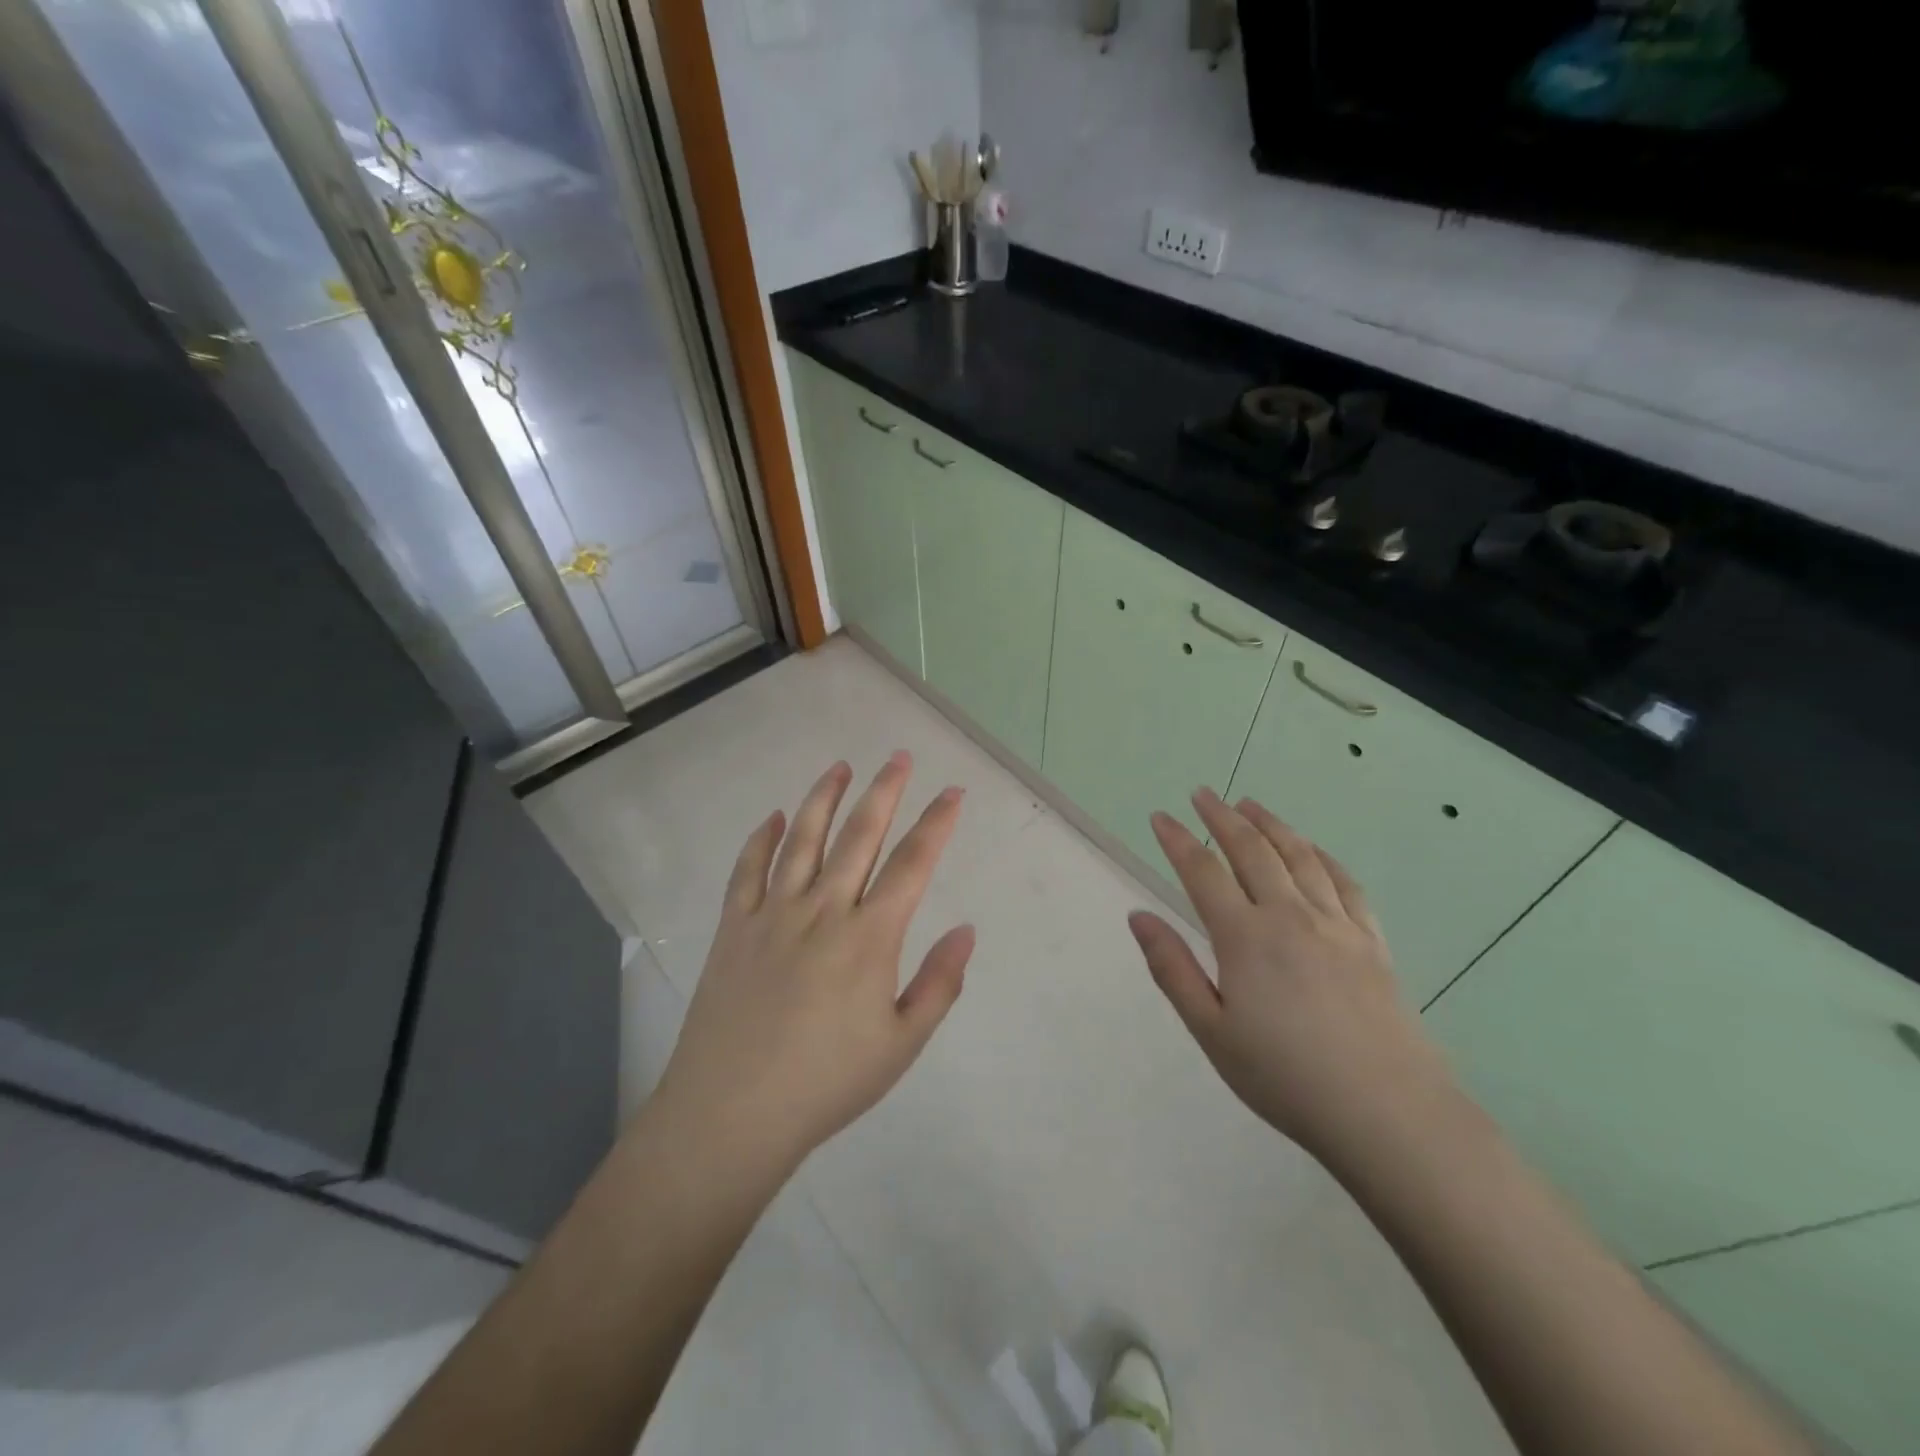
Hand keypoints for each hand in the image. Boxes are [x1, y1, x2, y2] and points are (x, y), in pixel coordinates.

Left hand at [652, 753, 974, 1178]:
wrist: (731, 1114)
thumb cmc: (827, 1083)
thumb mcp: (901, 1044)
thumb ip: (939, 983)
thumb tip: (967, 929)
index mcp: (869, 937)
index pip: (912, 864)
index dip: (936, 823)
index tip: (953, 792)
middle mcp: (823, 909)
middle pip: (860, 835)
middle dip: (884, 791)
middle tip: (899, 757)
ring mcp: (773, 913)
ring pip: (802, 839)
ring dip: (824, 799)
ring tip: (840, 767)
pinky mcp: (734, 927)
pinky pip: (747, 870)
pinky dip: (761, 839)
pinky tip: (771, 817)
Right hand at [1128, 789, 1454, 1162]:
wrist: (1389, 1114)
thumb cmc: (1286, 1077)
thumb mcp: (1212, 1032)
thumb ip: (1173, 969)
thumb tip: (1138, 916)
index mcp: (1245, 937)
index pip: (1202, 871)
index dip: (1177, 839)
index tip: (1160, 817)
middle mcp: (1289, 915)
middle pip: (1251, 850)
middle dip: (1222, 817)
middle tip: (1202, 794)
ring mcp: (1336, 924)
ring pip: (1299, 856)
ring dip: (1270, 824)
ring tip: (1250, 804)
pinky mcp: (1372, 941)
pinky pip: (1344, 882)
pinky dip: (1322, 855)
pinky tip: (1312, 849)